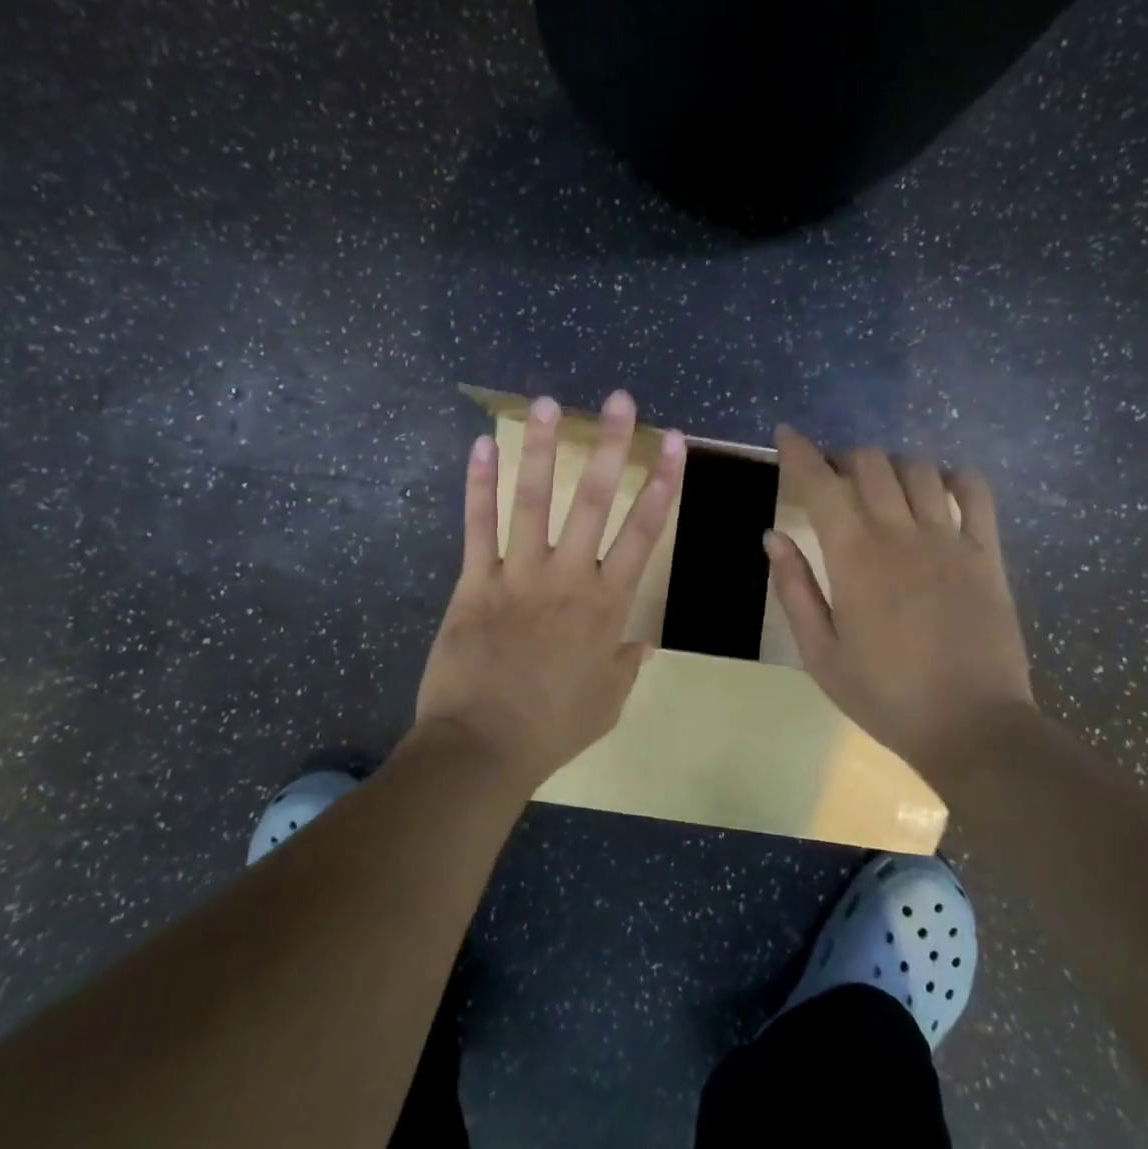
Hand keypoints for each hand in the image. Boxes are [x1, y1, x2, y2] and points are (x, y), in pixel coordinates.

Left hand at [413, 391, 686, 790]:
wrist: (482, 747)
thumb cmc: (552, 728)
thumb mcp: (607, 700)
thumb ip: (626, 662)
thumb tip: (642, 638)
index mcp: (607, 605)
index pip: (643, 532)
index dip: (662, 484)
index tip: (673, 444)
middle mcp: (567, 577)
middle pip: (593, 501)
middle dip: (610, 446)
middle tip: (620, 400)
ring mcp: (518, 574)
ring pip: (533, 500)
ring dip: (541, 448)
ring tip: (547, 403)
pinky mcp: (474, 581)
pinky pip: (477, 526)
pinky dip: (479, 484)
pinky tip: (482, 445)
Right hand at [766, 425, 1034, 773]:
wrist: (973, 727)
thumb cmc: (886, 696)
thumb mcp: (820, 653)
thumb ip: (795, 589)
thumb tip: (773, 537)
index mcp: (854, 557)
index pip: (820, 484)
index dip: (799, 452)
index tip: (786, 434)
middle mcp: (901, 534)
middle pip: (870, 463)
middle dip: (843, 457)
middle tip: (832, 477)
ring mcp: (950, 539)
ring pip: (918, 469)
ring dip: (891, 465)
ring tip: (880, 484)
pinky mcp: (987, 553)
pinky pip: (975, 492)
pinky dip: (952, 477)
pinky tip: (938, 488)